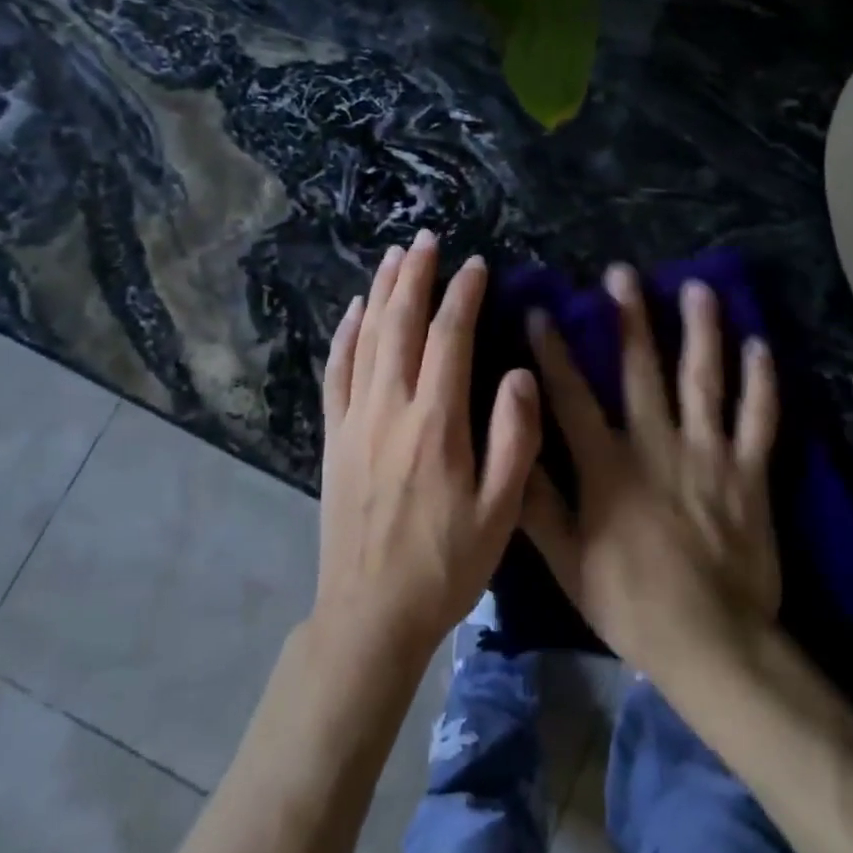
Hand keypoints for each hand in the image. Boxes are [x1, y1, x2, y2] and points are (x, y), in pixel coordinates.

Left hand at [313, 230, 540, 670]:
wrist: (369, 614)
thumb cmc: (445, 565)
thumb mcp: (500, 512)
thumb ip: (515, 438)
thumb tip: (519, 372)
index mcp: (436, 423)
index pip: (449, 337)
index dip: (462, 295)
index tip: (475, 264)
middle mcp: (391, 407)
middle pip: (400, 323)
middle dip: (415, 275)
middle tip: (425, 238)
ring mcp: (355, 419)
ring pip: (367, 338)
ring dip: (381, 292)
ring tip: (394, 256)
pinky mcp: (334, 436)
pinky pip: (337, 372)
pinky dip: (345, 335)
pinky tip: (354, 311)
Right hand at [520, 265, 780, 680]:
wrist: (712, 643)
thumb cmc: (630, 602)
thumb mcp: (567, 562)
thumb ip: (536, 505)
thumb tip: (509, 450)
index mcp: (608, 465)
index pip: (572, 395)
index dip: (553, 351)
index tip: (540, 310)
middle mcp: (657, 444)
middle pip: (641, 370)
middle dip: (629, 318)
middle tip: (622, 273)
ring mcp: (708, 453)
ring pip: (704, 380)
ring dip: (700, 331)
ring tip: (698, 288)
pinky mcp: (748, 471)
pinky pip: (759, 419)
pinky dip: (761, 383)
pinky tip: (760, 346)